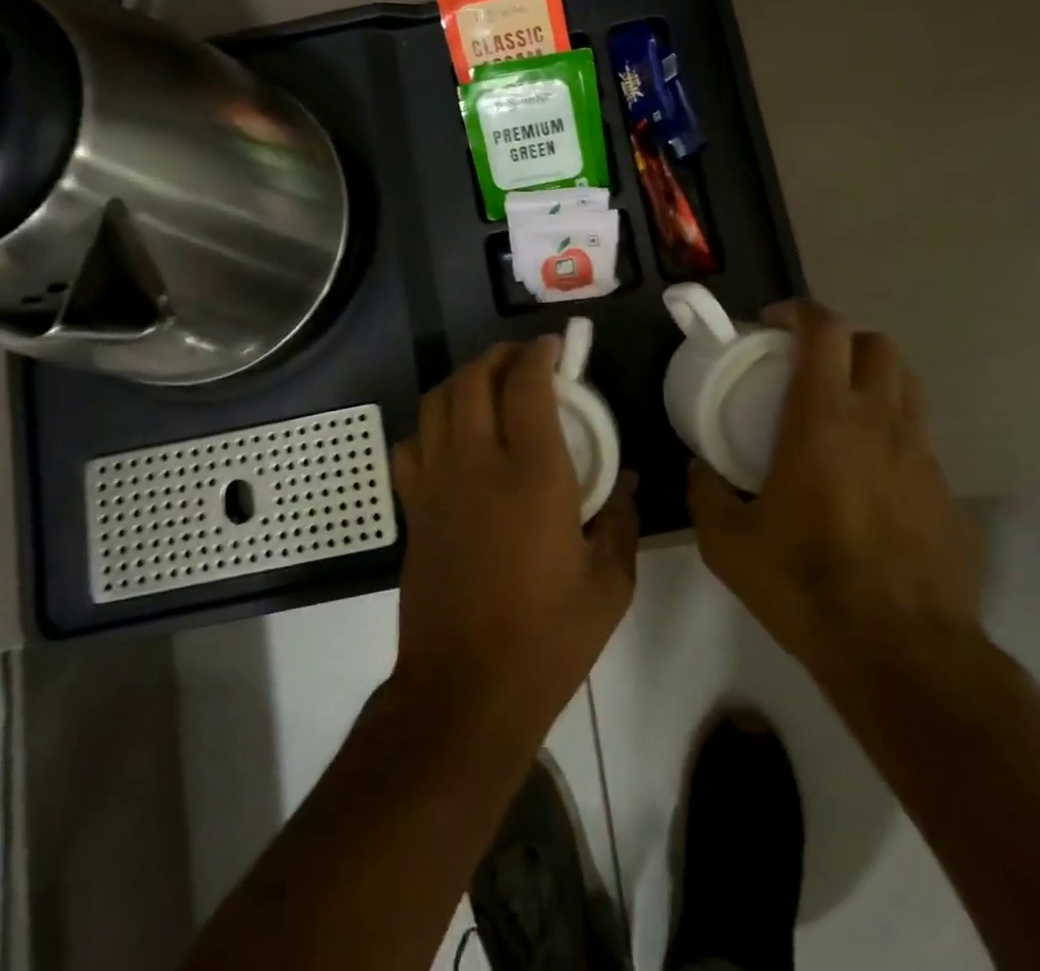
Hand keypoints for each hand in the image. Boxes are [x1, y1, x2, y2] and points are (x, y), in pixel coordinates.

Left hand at [390, 338, 638, 741]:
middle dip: (499, 355)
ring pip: (437, 402)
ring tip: (489, 386)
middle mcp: (478, 464)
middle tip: (524, 360)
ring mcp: (437, 484)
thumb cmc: (547, 639)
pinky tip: (451, 437)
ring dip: (463, 380)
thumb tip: (627, 481)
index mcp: (533, 475)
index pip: (527, 385)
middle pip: (474, 379)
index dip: (539, 354)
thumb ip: (622, 521)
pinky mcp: (414, 509)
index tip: (555, 347)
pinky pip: (411, 444)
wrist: (464, 692)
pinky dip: (431, 424)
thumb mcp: (609, 584)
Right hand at [687, 299, 984, 681]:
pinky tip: (868, 474)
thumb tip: (699, 471)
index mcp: (824, 418)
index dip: (799, 311)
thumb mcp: (728, 543)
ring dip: (872, 378)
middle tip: (808, 365)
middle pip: (876, 343)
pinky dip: (891, 432)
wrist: (902, 651)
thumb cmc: (806, 584)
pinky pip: (919, 437)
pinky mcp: (946, 491)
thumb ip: (705, 494)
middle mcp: (879, 421)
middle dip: (841, 339)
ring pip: (907, 384)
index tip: (772, 323)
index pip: (824, 329)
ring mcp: (921, 454)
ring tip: (841, 409)